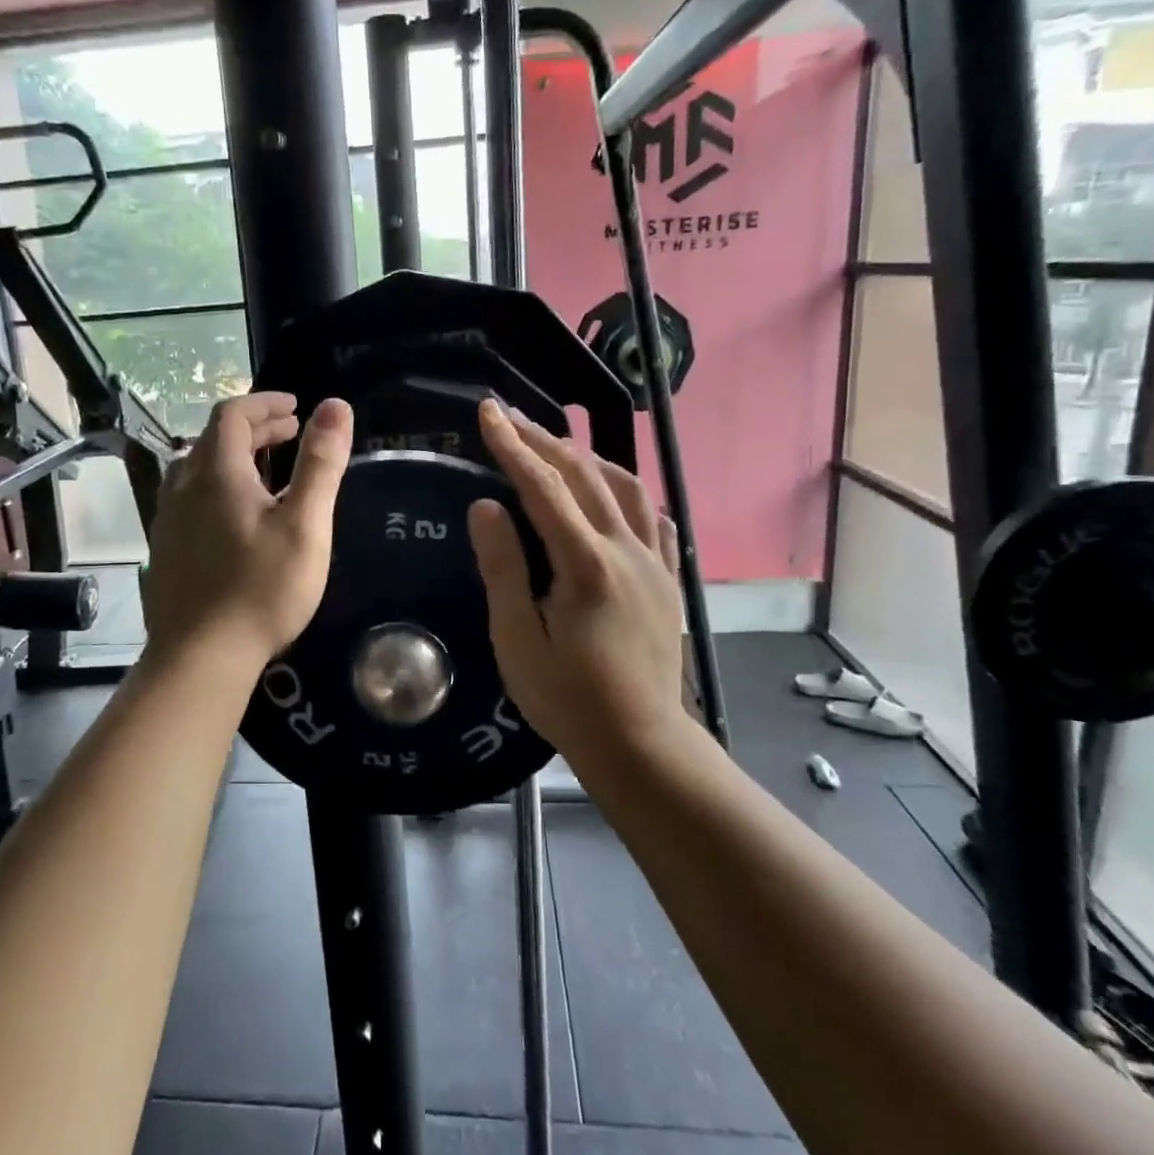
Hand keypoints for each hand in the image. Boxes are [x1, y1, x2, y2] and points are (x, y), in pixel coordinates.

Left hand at [141, 392, 353, 677]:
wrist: (201, 656)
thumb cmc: (261, 588)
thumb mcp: (304, 524)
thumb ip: (320, 463)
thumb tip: (335, 406)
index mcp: (216, 472)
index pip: (232, 413)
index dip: (265, 403)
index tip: (296, 407)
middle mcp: (184, 485)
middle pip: (214, 438)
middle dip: (255, 427)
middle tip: (292, 434)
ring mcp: (168, 517)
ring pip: (199, 467)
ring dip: (235, 455)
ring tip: (268, 468)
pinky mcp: (165, 546)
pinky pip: (192, 495)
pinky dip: (219, 484)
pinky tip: (238, 514)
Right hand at [467, 399, 692, 763]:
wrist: (640, 742)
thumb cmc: (568, 698)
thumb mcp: (518, 640)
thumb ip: (503, 569)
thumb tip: (485, 506)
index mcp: (586, 565)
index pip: (544, 487)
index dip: (512, 446)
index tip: (487, 412)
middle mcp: (626, 550)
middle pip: (583, 476)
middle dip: (542, 439)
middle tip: (508, 416)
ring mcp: (654, 561)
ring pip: (625, 487)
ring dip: (586, 457)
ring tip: (555, 444)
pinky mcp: (667, 577)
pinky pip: (652, 516)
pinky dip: (626, 490)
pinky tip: (612, 490)